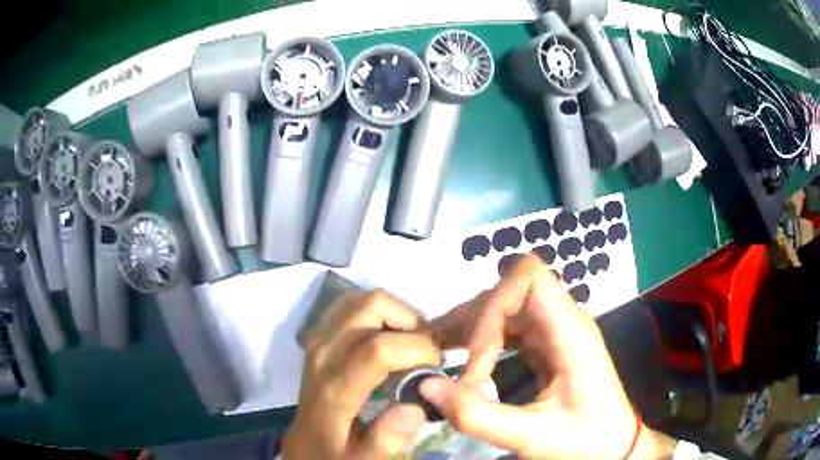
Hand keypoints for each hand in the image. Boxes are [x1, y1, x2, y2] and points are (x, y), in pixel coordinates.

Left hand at [282, 289, 441, 459]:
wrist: (304, 444)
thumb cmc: (335, 453)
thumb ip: (386, 440)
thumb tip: (415, 407)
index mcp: (335, 387)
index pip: (378, 348)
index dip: (418, 348)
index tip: (438, 365)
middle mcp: (323, 353)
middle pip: (370, 306)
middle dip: (410, 320)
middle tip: (427, 350)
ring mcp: (317, 339)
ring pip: (360, 299)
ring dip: (394, 313)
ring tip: (410, 342)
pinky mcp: (318, 336)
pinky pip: (350, 305)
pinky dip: (376, 312)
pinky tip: (388, 337)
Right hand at [422, 255, 676, 458]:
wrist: (615, 446)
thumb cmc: (585, 440)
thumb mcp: (532, 436)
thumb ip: (478, 416)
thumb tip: (425, 386)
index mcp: (570, 332)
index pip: (529, 276)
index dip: (493, 303)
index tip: (474, 355)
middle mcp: (563, 321)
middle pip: (510, 290)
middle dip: (474, 322)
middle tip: (442, 357)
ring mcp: (556, 331)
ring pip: (506, 307)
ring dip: (473, 328)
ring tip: (441, 353)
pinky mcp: (548, 345)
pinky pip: (511, 328)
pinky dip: (483, 340)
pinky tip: (464, 362)